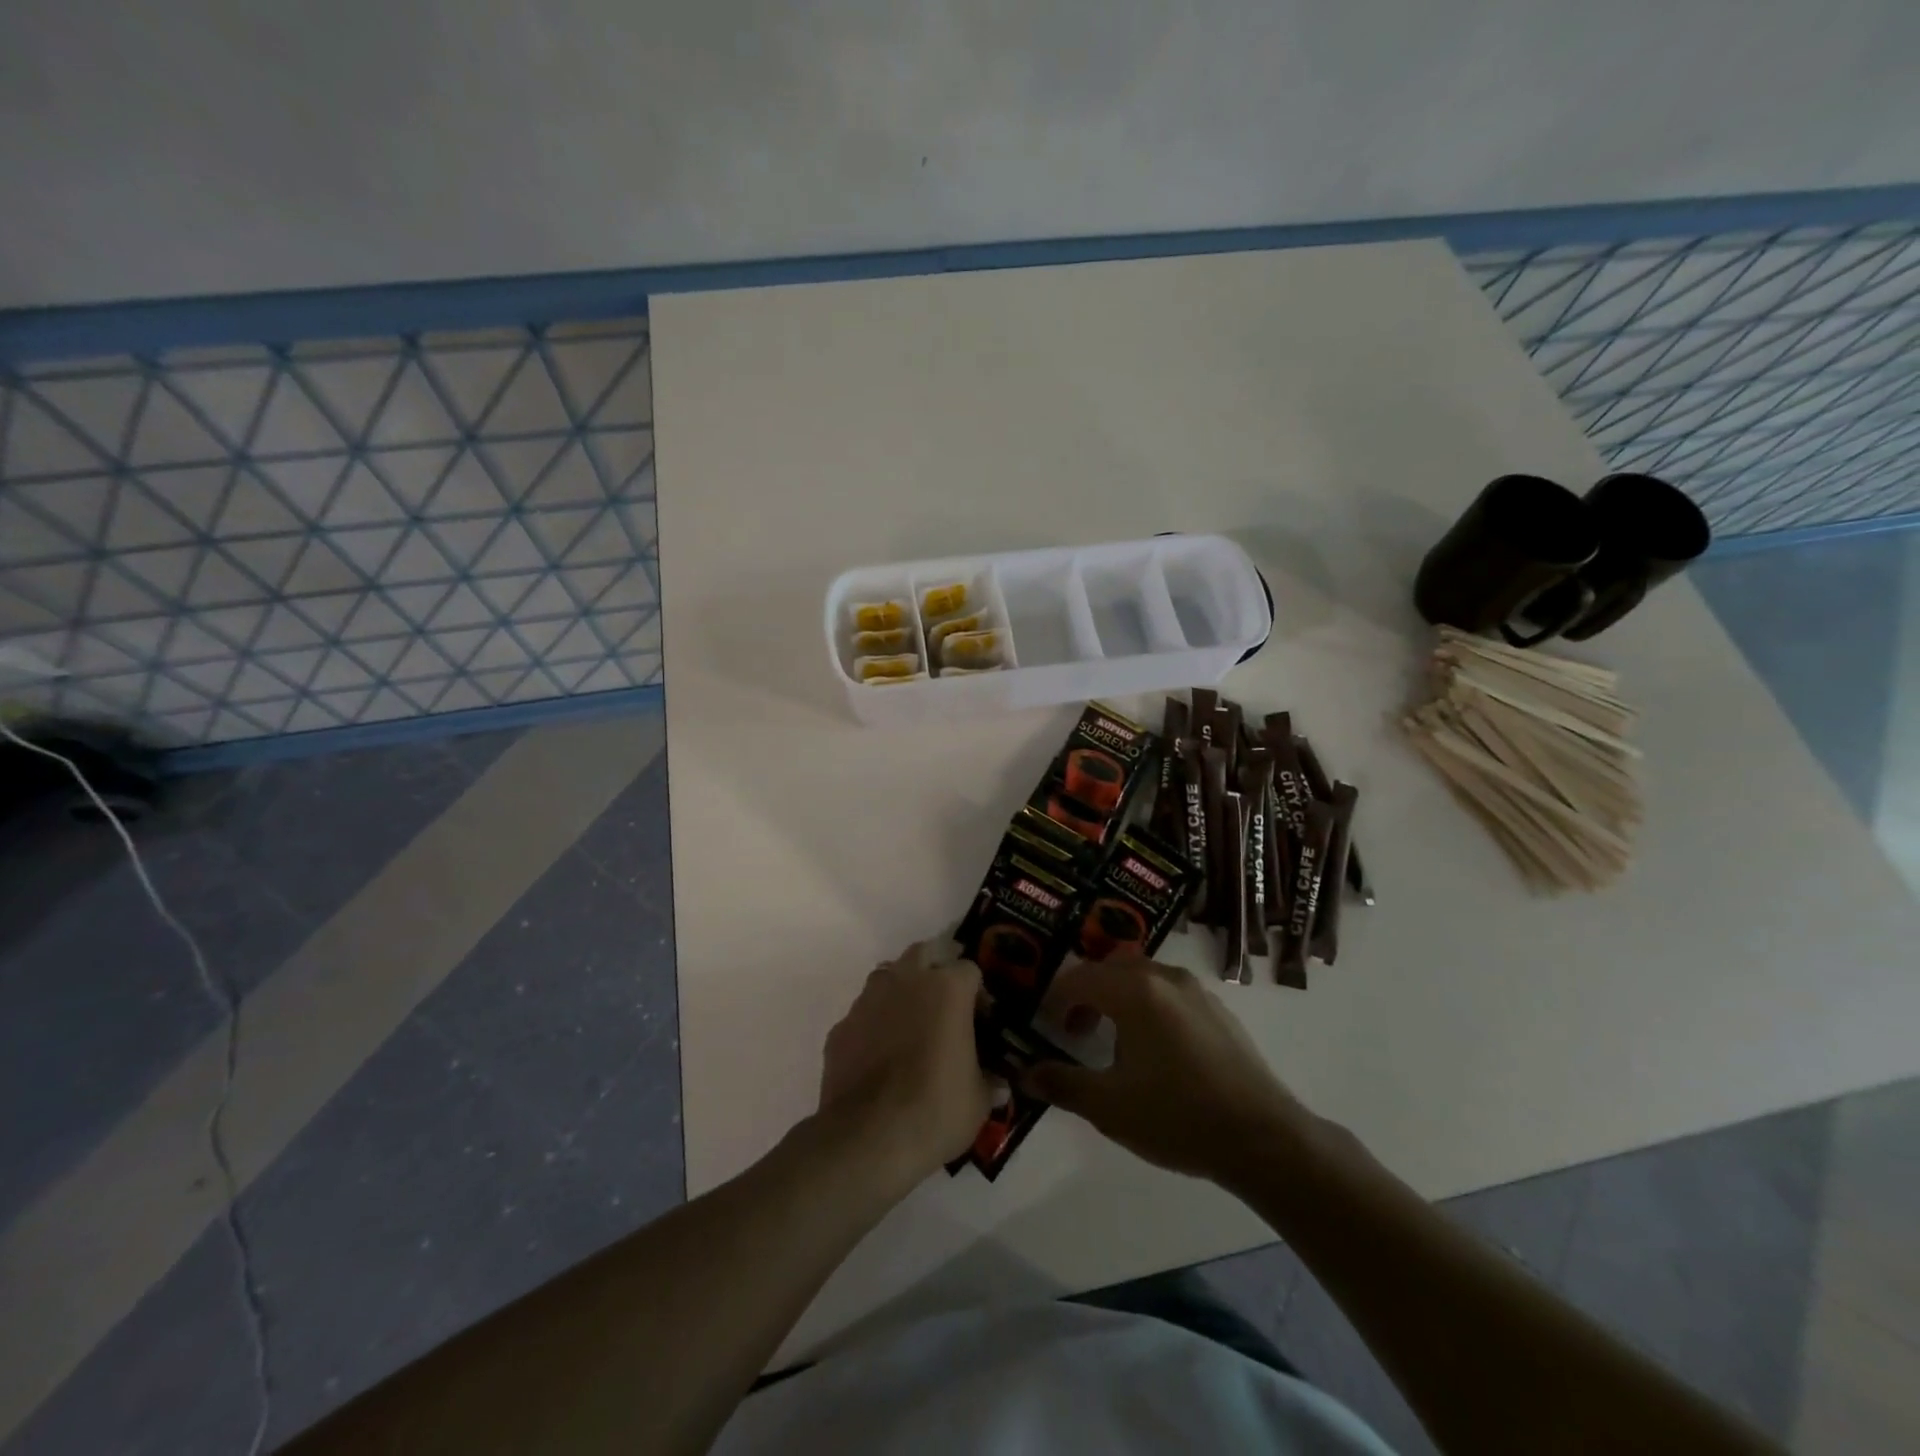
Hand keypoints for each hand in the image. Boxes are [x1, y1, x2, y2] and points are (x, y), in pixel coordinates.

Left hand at [818, 940, 994, 1187]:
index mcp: (947, 989)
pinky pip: (863, 1014)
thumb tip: (998, 1085)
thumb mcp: (978, 1101)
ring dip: (901, 991)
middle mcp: (906, 981)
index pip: (969, 969)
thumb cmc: (936, 1110)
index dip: (978, 993)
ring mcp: (868, 1000)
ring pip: (887, 977)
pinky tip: (879, 1055)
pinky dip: (873, 1025)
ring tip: (910, 1026)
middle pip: (923, 954)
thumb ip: (988, 1082)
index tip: (981, 1021)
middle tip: (945, 1006)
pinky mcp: (841, 1027)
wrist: (868, 1138)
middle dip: (935, 971)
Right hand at [1022, 954, 1309, 1184]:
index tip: (1049, 1028)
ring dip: (1119, 998)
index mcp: (1134, 990)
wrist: (1262, 1138)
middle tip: (1077, 1030)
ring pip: (1143, 977)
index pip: (1079, 978)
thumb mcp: (1109, 1106)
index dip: (1057, 1000)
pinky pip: (1170, 992)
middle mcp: (1164, 977)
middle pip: (1112, 967)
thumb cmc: (1177, 1116)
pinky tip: (1157, 1052)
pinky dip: (1150, 1006)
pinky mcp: (1219, 1010)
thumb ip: (1062, 1084)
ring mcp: (1197, 991)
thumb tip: (1025, 1074)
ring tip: (1115, 1044)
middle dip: (1087, 993)